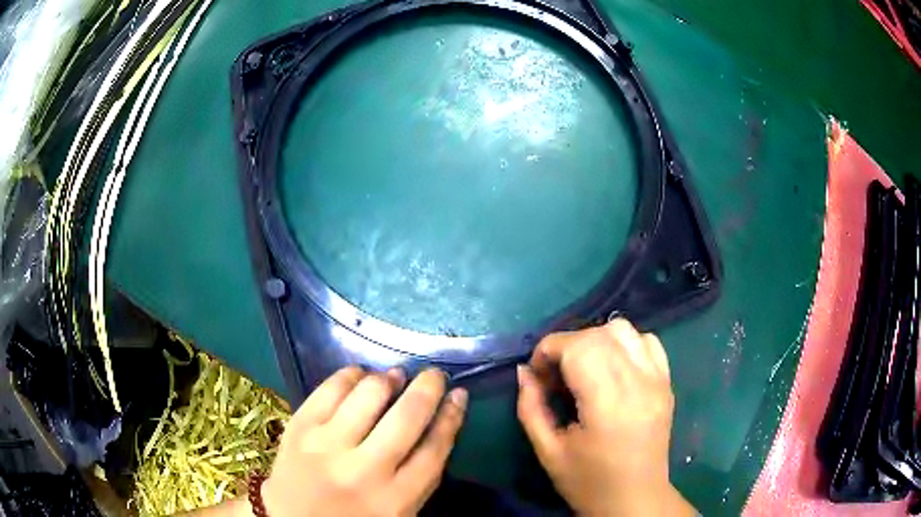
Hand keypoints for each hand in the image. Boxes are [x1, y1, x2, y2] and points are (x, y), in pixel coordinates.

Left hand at [262, 367, 467, 516]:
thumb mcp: (398, 514)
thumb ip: (419, 477)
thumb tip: (438, 424)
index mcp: (394, 500)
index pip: (434, 449)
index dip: (452, 416)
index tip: (459, 395)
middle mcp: (363, 470)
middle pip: (408, 416)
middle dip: (428, 387)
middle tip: (434, 375)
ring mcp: (326, 445)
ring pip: (369, 394)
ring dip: (389, 378)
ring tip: (394, 377)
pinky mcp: (299, 427)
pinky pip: (330, 388)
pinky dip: (350, 374)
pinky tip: (360, 374)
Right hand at [516, 319, 694, 515]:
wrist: (635, 499)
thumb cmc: (588, 482)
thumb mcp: (548, 452)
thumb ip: (530, 408)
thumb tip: (523, 372)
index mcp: (608, 403)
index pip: (577, 346)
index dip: (548, 350)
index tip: (537, 374)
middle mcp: (638, 382)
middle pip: (598, 334)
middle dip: (567, 345)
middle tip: (555, 376)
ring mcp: (658, 379)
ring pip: (624, 330)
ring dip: (596, 340)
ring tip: (584, 369)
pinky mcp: (667, 382)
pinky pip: (648, 342)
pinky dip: (625, 344)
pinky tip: (613, 367)